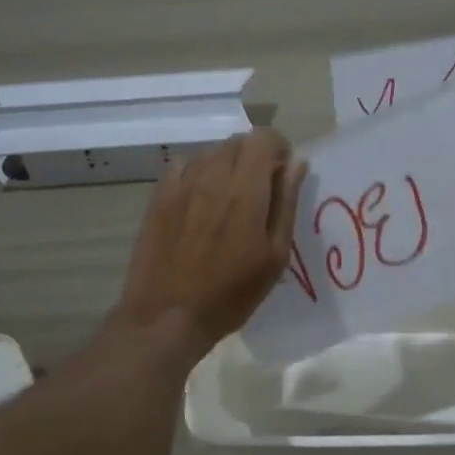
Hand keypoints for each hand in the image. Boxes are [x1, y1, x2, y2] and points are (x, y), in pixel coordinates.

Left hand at [114, 129, 306, 358]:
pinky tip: (200, 201)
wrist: (167, 316)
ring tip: (229, 199)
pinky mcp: (158, 197)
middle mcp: (211, 176)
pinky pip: (184, 166)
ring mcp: (180, 184)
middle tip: (259, 192)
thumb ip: (286, 204)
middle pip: (237, 141)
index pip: (264, 137)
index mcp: (245, 190)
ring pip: (210, 152)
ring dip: (227, 165)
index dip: (278, 150)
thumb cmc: (231, 294)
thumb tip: (296, 164)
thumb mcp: (274, 256)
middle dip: (254, 157)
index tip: (282, 177)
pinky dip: (199, 173)